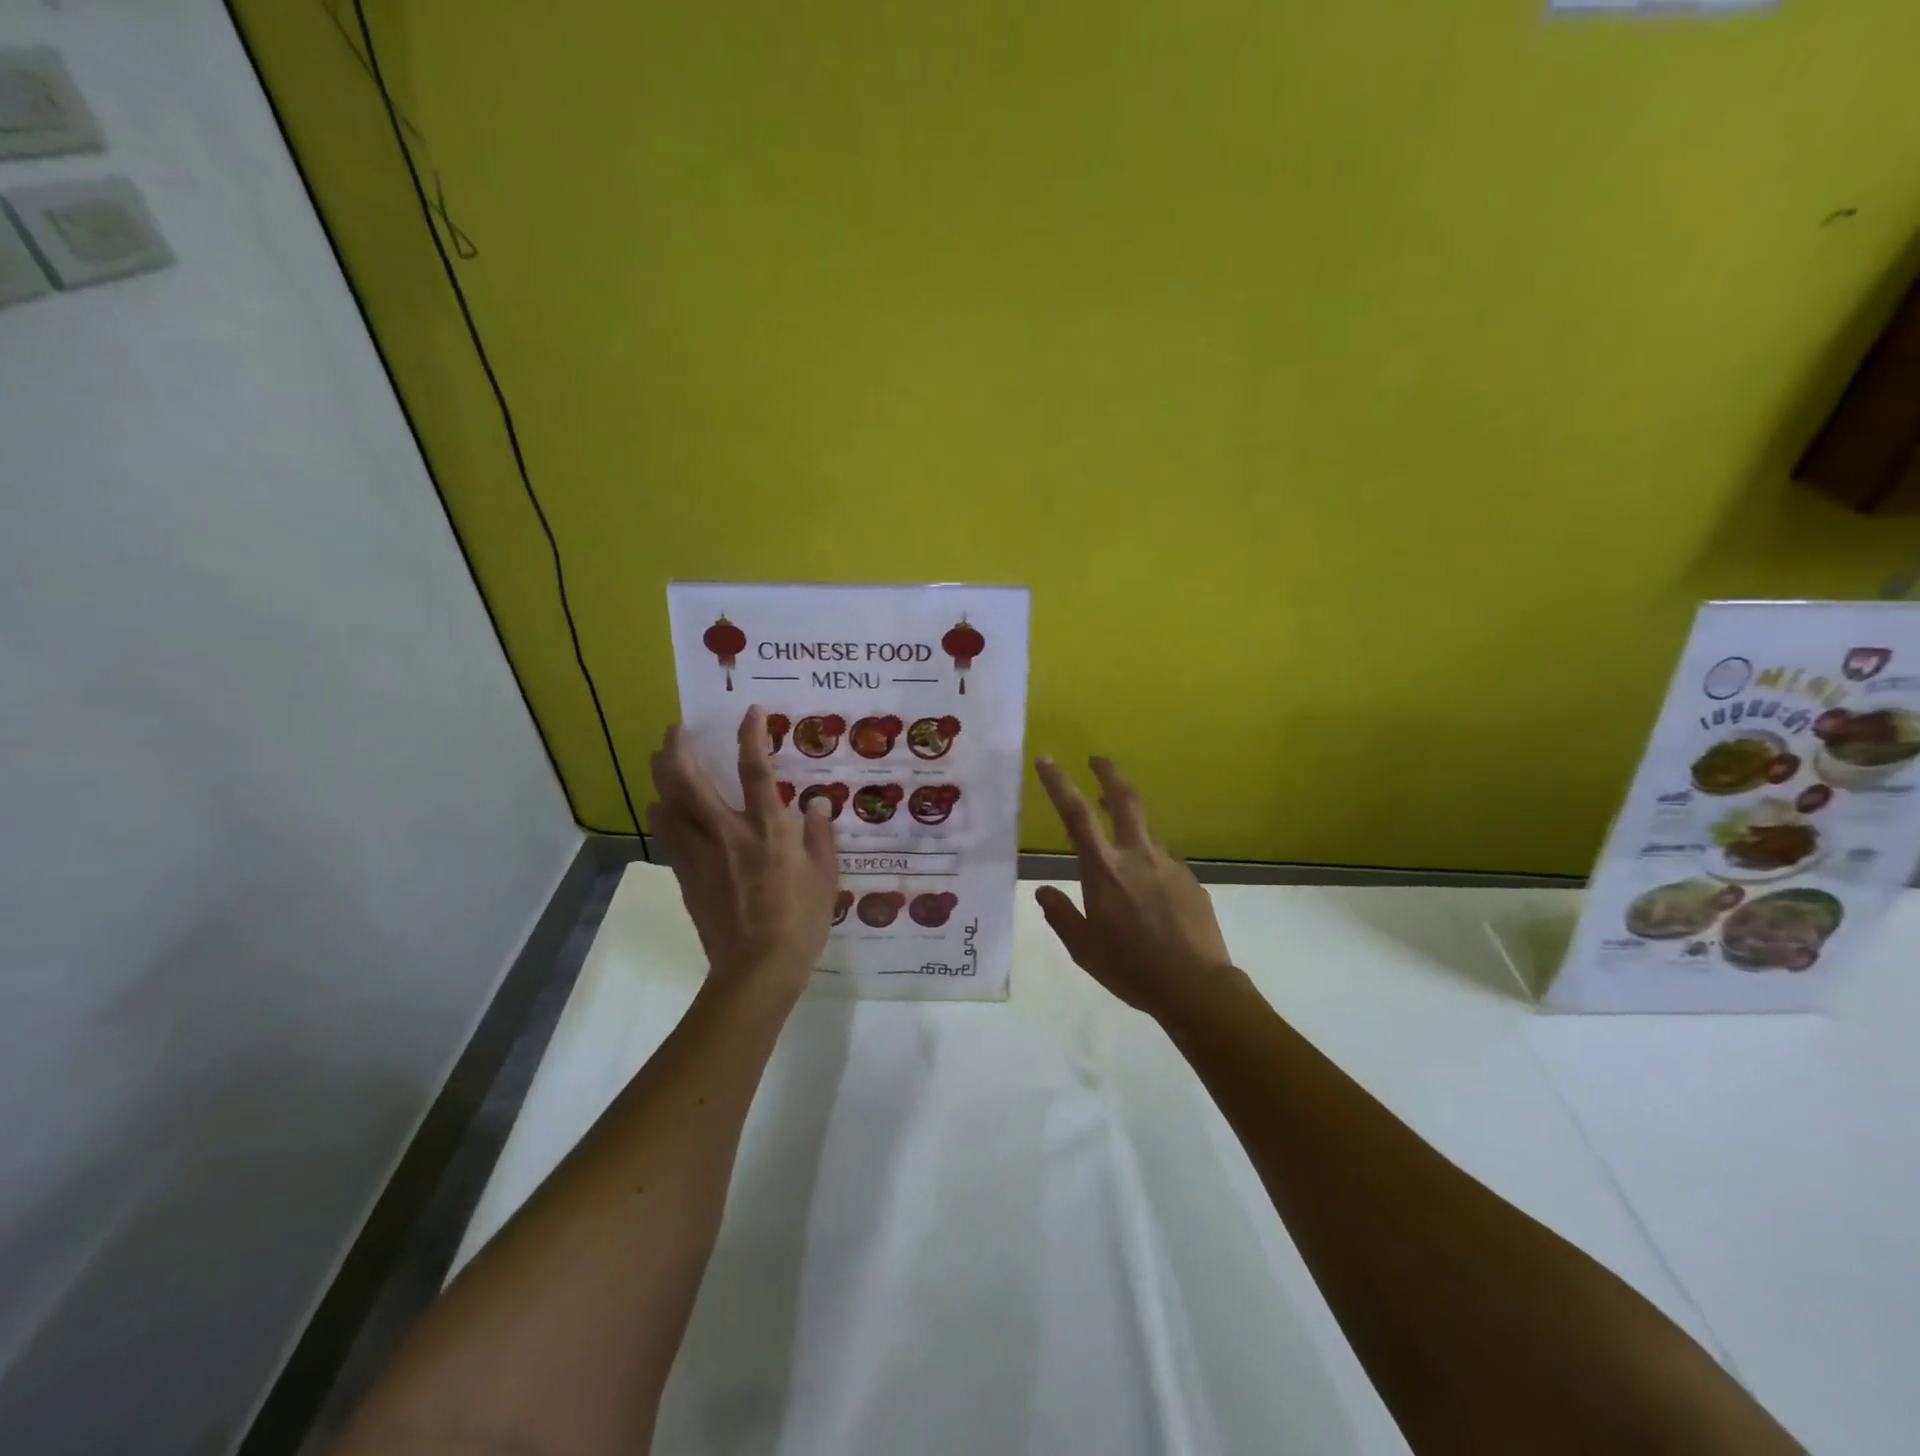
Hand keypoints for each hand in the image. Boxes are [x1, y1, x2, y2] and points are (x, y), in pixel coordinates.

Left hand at [648, 706, 839, 1001]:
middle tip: (674, 730)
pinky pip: (667, 836)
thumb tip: (817, 802)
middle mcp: (727, 833)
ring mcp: (700, 854)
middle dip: (676, 749)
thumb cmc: (800, 921)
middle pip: (688, 781)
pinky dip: (663, 815)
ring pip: (667, 805)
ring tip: (663, 764)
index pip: (755, 770)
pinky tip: (664, 810)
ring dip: (661, 779)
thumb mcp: (825, 876)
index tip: (749, 711)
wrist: (757, 969)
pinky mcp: (685, 876)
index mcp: (767, 829)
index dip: (750, 735)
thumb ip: (820, 834)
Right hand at [1032, 756, 1234, 1019]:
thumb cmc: (1131, 968)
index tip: (1047, 759)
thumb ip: (1061, 915)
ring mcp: (1169, 865)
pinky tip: (1150, 898)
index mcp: (1105, 871)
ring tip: (1119, 855)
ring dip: (1128, 829)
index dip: (1059, 783)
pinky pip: (1163, 865)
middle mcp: (1138, 857)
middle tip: (1097, 760)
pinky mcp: (1191, 880)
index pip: (1076, 815)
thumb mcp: (1084, 948)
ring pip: (1145, 833)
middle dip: (1109, 773)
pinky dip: (1149, 868)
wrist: (1196, 987)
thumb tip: (1043, 892)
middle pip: (1125, 799)